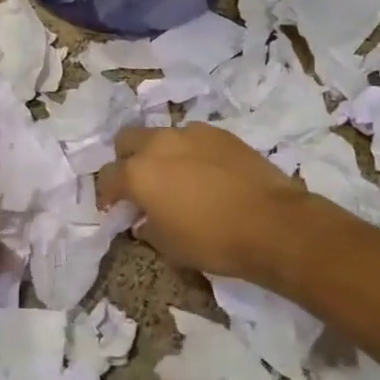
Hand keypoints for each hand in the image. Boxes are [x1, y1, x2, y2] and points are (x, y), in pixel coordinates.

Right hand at [97, 122, 305, 281]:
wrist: (272, 222)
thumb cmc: (213, 241)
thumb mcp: (170, 247)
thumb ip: (148, 228)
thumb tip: (144, 220)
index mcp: (138, 173)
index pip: (107, 176)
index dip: (106, 193)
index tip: (114, 207)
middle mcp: (158, 144)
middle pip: (127, 139)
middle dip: (126, 158)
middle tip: (140, 183)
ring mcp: (190, 133)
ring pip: (162, 135)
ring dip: (160, 153)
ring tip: (177, 176)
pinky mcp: (218, 132)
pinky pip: (192, 137)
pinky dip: (190, 151)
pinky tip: (206, 172)